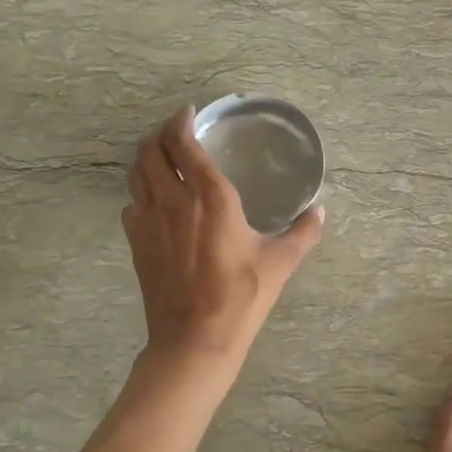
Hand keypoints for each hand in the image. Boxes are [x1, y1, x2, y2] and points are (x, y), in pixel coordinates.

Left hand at [122, 108, 325, 367]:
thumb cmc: (241, 296)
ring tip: (161, 154)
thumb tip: (320, 212)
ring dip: (146, 156)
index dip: (182, 121)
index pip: (184, 143)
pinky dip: (140, 190)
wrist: (195, 339)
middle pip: (152, 150)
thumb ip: (302, 232)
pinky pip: (132, 203)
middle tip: (175, 130)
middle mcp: (174, 200)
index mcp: (211, 196)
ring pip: (136, 173)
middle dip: (161, 133)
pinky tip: (154, 199)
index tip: (189, 112)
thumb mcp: (280, 262)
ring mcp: (149, 221)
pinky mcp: (136, 242)